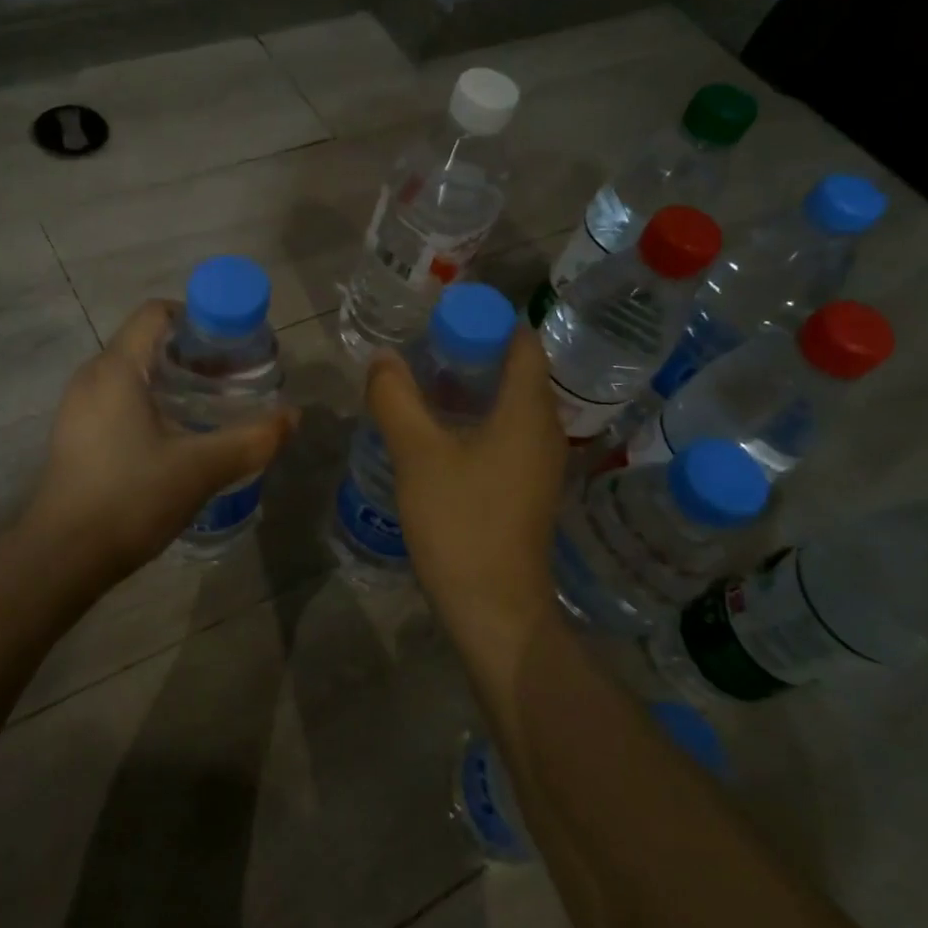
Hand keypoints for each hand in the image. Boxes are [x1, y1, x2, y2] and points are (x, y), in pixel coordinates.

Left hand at [26, 300, 295, 580]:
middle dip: (192, 354)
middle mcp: (92, 377)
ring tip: (211, 408)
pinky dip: (151, 403)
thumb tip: (293, 417)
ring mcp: (78, 408)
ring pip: (132, 374)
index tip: (233, 345)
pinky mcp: (76, 436)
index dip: (198, 318)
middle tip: (232, 379)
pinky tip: (176, 438)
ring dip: (172, 381)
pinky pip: (118, 400)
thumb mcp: (201, 468)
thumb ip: (253, 440)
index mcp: (116, 368)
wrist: (63, 557)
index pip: (156, 313)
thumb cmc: (131, 498)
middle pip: (146, 343)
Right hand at [365, 328, 565, 640]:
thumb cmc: (461, 523)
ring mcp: (540, 463)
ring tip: (423, 385)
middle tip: (423, 349)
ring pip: (509, 406)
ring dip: (472, 390)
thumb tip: (383, 358)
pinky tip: (439, 433)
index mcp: (528, 411)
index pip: (522, 342)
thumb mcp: (418, 455)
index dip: (487, 321)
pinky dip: (476, 421)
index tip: (442, 318)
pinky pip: (506, 436)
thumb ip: (397, 400)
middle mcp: (544, 430)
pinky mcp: (527, 489)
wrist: (494, 608)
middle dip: (472, 353)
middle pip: (516, 372)